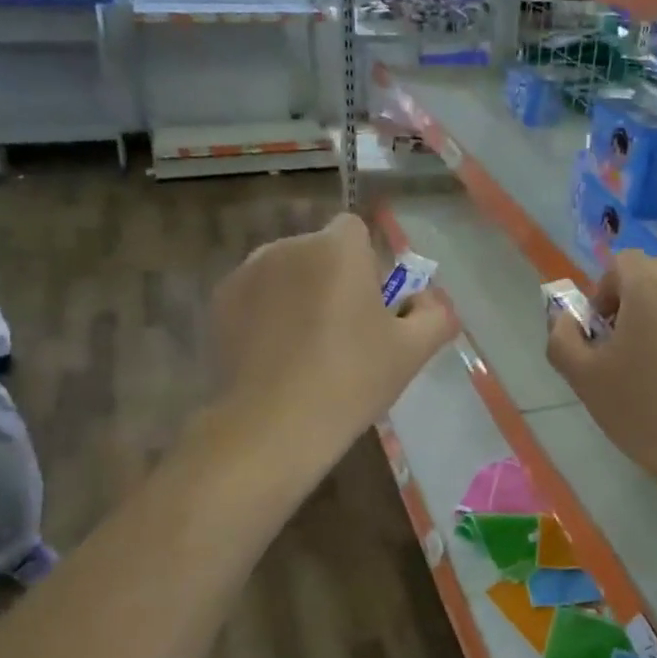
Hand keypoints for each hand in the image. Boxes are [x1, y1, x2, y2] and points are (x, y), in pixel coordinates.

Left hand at [209, 212, 455, 465]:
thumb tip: (431, 301)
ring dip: (300, 295)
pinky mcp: (220, 303)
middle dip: (334, 279)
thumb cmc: (351, 381)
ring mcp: (247, 273)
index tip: (373, 307)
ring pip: (287, 273)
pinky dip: (268, 314)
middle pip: (320, 252)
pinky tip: (275, 357)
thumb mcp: (412, 352)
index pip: (356, 231)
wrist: (272, 426)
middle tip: (345, 333)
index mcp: (337, 249)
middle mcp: (288, 247)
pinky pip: (257, 296)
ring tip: (306, 348)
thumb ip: (436, 315)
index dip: (368, 264)